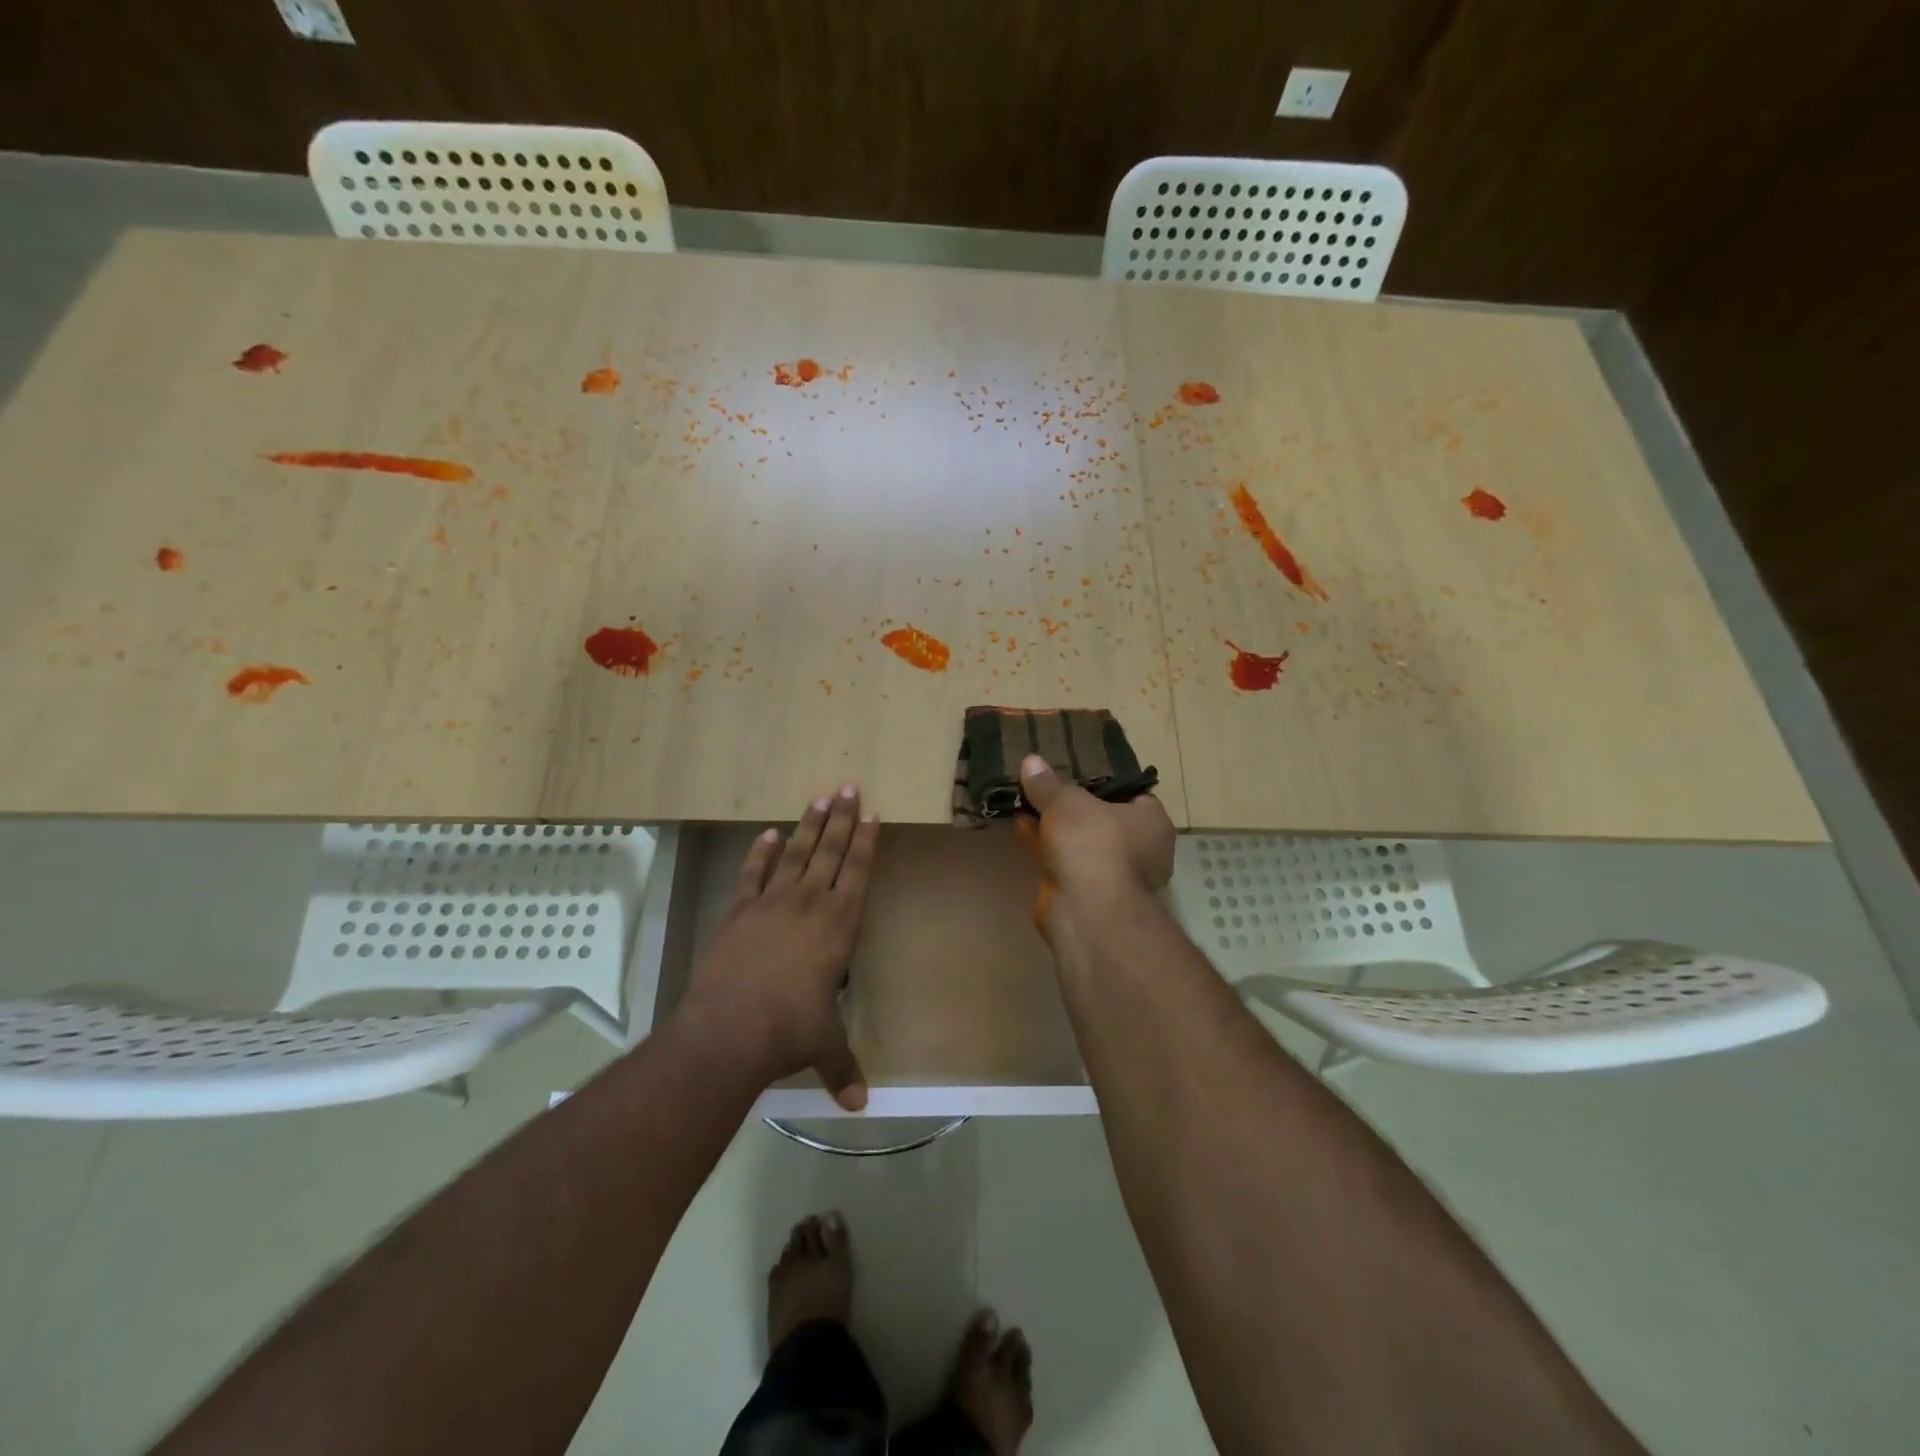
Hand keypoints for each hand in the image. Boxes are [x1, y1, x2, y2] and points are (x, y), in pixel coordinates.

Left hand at [681, 784, 878, 1110]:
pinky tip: (767, 834)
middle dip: (841, 818)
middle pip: (829, 852)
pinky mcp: (738, 913)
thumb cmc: (789, 1031)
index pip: (857, 873)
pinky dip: (759, 853)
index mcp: (838, 927)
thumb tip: (859, 1104)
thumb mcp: (823, 1047)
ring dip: (808, 825)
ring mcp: (771, 905)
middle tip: (848, 785)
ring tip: (819, 797)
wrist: (728, 1030)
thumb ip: (843, 1068)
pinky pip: (752, 875)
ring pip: (795, 854)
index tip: (871, 813)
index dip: (865, 842)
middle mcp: (809, 905)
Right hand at [1018, 755, 1174, 930]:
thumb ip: (1049, 783)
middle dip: (1074, 806)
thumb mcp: (1067, 802)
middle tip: (1047, 785)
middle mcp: (1140, 850)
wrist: (1085, 909)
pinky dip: (1046, 846)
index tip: (1078, 770)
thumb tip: (1031, 760)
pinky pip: (1065, 860)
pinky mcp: (1087, 893)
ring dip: (1056, 827)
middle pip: (1103, 818)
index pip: (1133, 794)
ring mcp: (1113, 874)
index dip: (1105, 781)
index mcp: (1152, 823)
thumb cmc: (1092, 842)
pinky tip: (1020, 827)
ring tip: (1026, 801)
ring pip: (1081, 842)